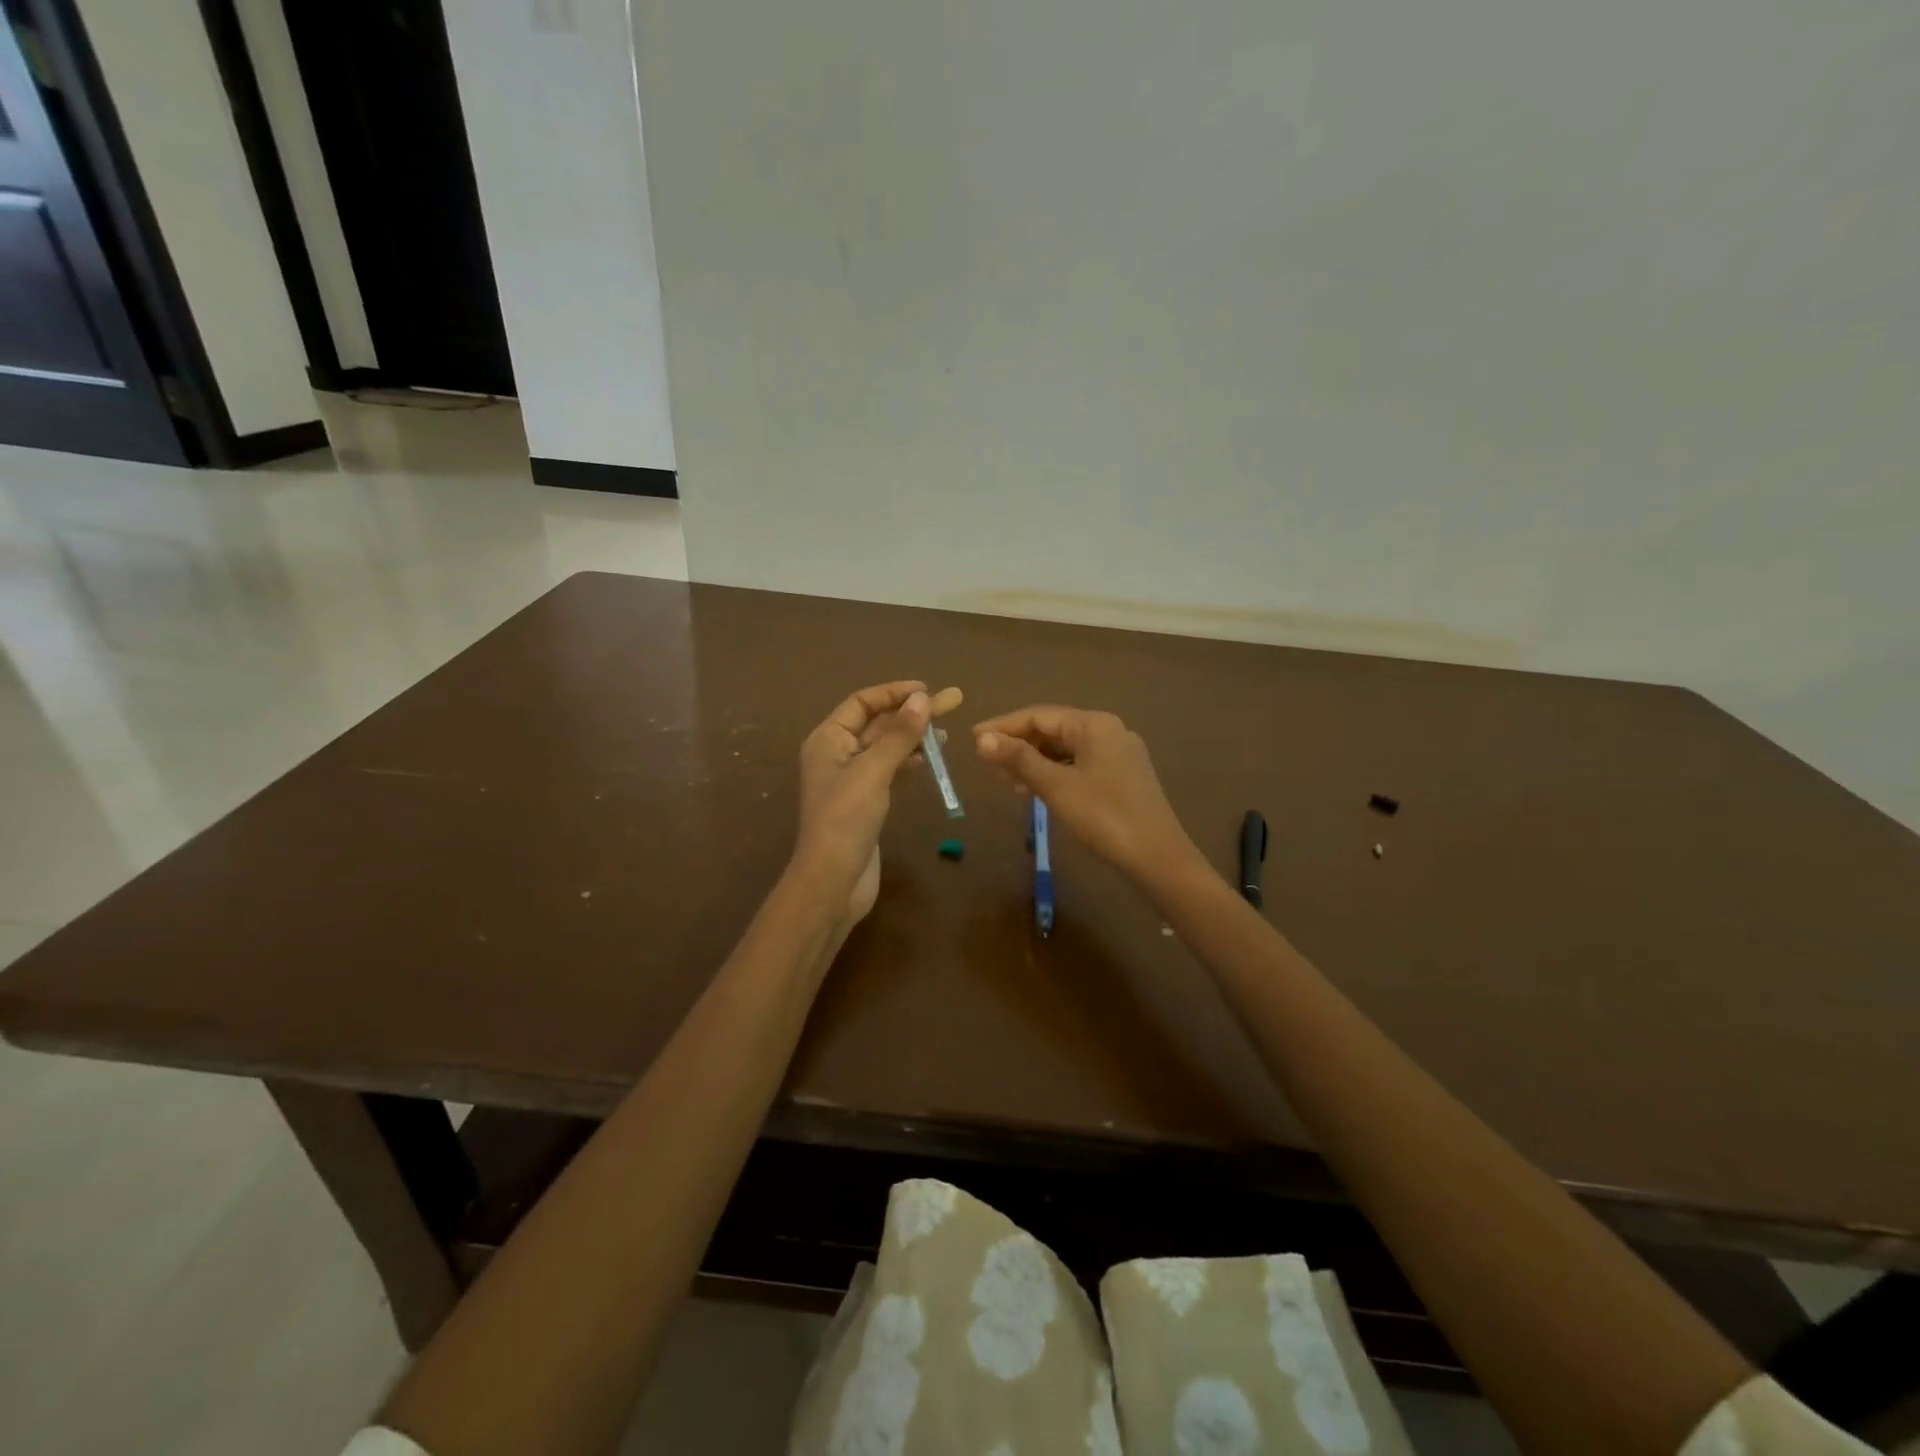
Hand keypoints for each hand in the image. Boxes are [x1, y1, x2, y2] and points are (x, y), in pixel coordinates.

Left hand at [795, 680, 964, 920]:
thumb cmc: (846, 819)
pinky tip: (928, 760)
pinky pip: (888, 769)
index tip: (928, 691)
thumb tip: (923, 699)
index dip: (894, 693)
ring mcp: (850, 779)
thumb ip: (899, 734)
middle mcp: (836, 753)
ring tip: (946, 735)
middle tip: (952, 703)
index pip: (862, 702)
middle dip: (911, 713)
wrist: (833, 880)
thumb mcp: (874, 771)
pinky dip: (908, 761)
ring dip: (913, 737)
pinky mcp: (864, 801)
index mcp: (827, 739)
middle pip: (877, 723)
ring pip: (885, 747)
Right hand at [973, 705, 1201, 885]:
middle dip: (1018, 744)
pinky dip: (1054, 773)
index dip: (1003, 726)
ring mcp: (1119, 754)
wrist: (1157, 857)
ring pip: (1066, 749)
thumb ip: (1019, 760)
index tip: (973, 739)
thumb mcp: (1056, 787)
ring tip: (1005, 780)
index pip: (1039, 715)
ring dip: (1034, 761)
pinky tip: (1036, 790)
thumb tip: (982, 740)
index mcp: (1094, 724)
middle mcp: (1109, 730)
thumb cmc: (1104, 816)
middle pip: (1053, 729)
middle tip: (986, 762)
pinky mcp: (1123, 777)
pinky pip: (1079, 765)